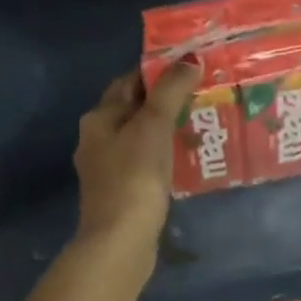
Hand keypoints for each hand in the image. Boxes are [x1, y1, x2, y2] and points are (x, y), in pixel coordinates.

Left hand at [72, 61, 198, 258]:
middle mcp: (97, 139)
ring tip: (201, 121)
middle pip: (134, 109)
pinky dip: (164, 154)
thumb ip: (170, 91)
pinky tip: (186, 157)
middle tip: (202, 92)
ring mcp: (108, 168)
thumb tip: (190, 60)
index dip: (157, 71)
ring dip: (166, 128)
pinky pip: (145, 161)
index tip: (190, 66)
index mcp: (98, 119)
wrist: (119, 241)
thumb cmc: (134, 177)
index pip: (128, 82)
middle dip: (165, 99)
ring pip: (140, 137)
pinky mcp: (122, 192)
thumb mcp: (153, 127)